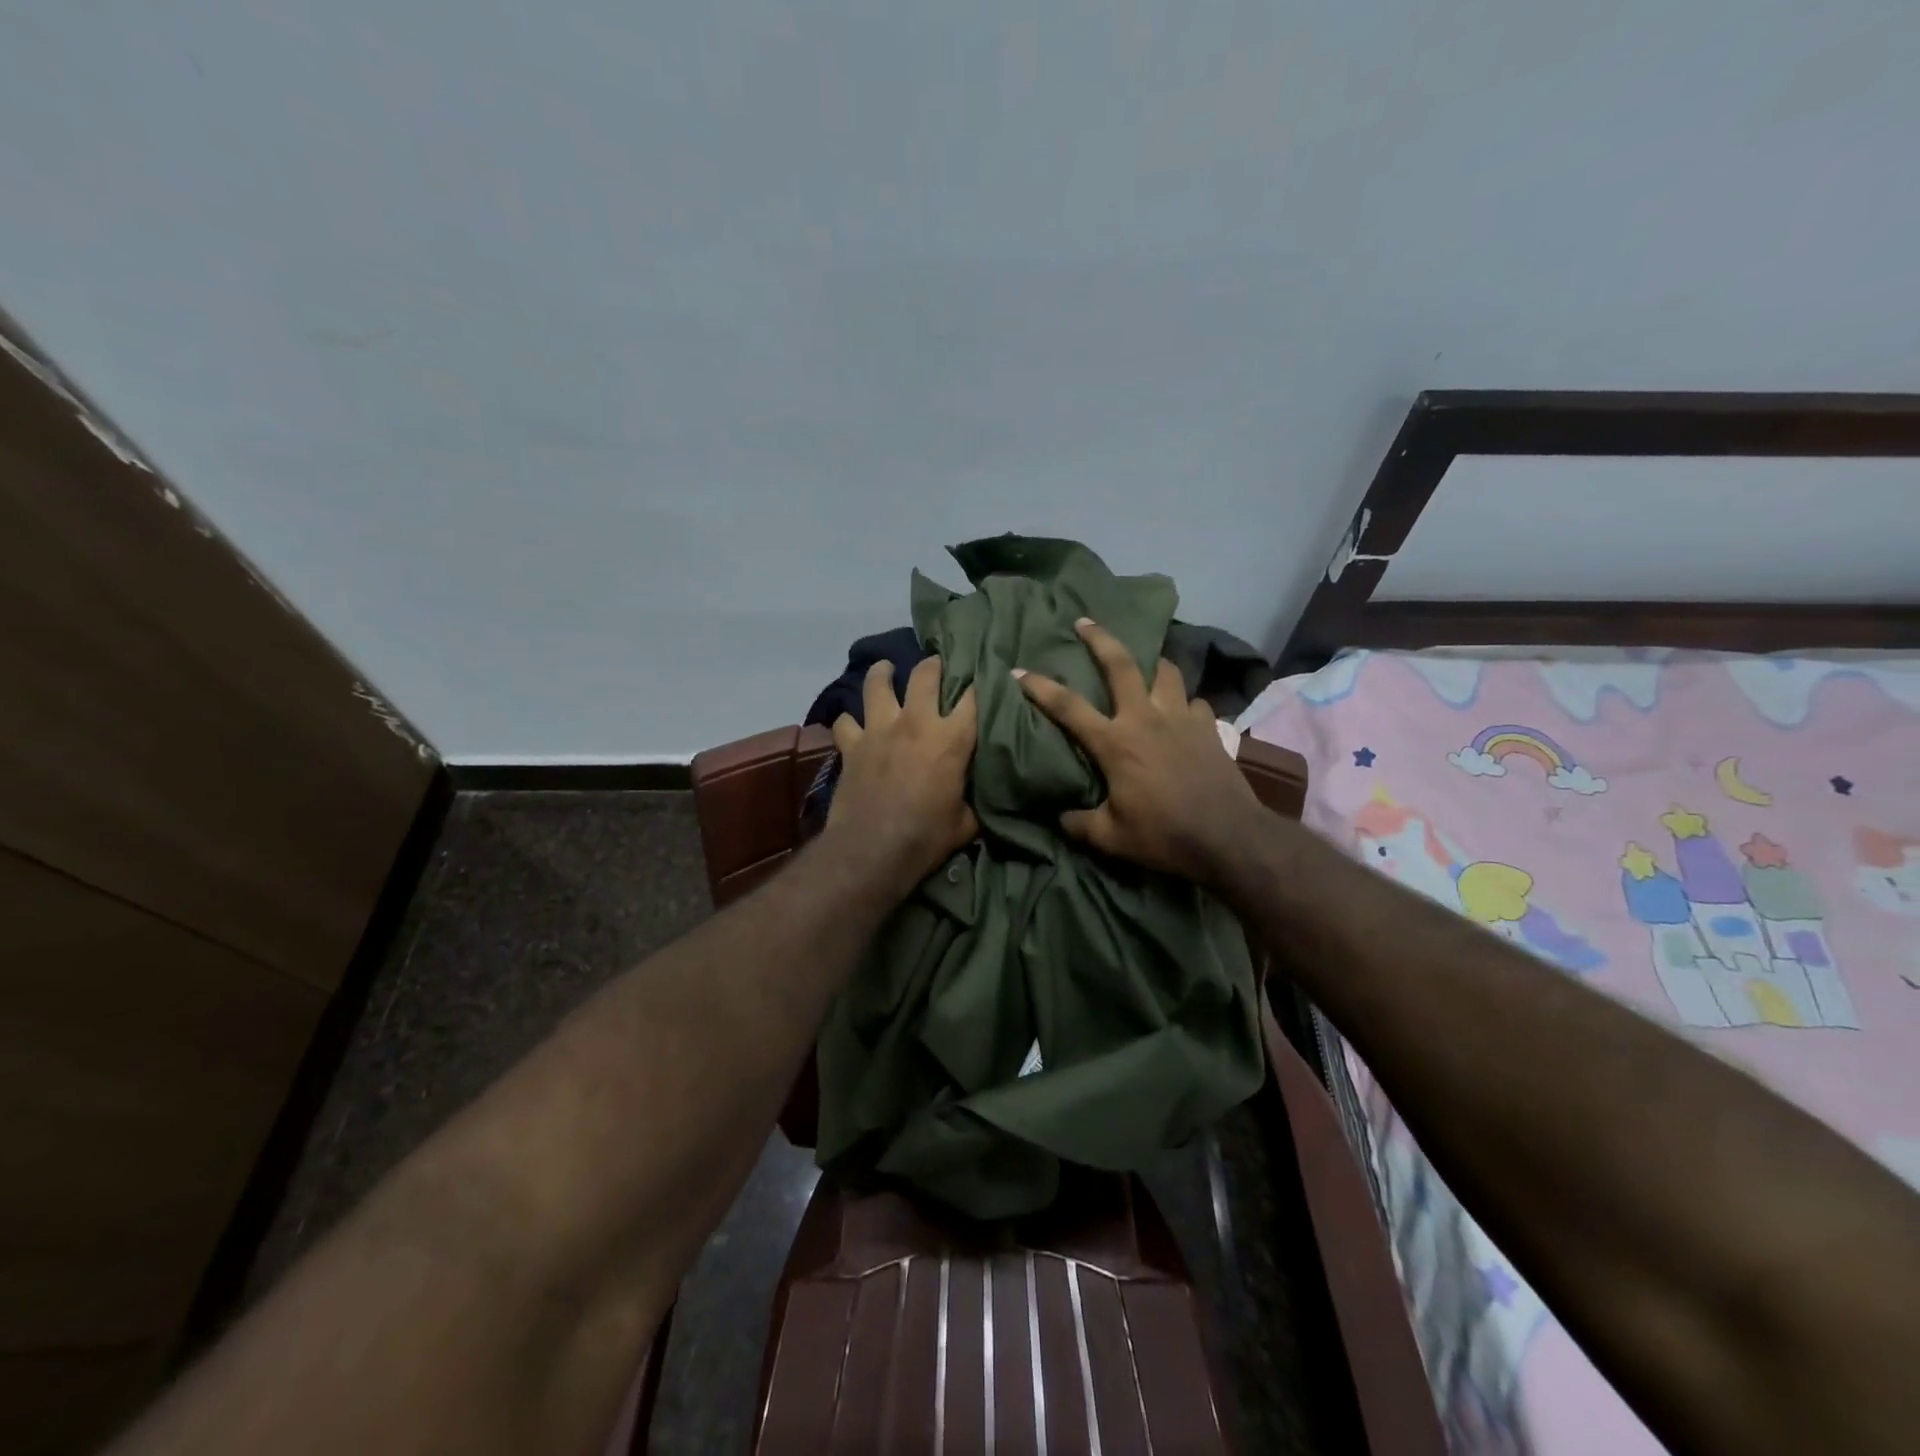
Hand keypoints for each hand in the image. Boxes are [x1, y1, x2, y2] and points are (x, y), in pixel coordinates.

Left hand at [827, 656, 978, 895]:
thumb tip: (983, 794)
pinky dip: (848, 721)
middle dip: (934, 665)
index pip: (974, 697)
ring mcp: (879, 730)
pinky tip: (851, 724)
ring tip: (885, 669)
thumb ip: (975, 798)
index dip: (981, 683)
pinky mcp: (852, 745)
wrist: (873, 850)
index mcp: (952, 739)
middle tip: (937, 664)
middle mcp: (915, 723)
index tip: (985, 678)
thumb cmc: (927, 837)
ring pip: (877, 684)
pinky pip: (845, 722)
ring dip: (882, 673)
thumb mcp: (966, 822)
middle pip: (925, 675)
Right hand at [1015, 618, 1260, 886]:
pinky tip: (1181, 712)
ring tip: (1144, 662)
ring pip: (1165, 672)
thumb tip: (1060, 817)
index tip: (1018, 670)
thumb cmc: (1164, 836)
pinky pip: (1194, 702)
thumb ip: (1080, 824)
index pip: (1069, 707)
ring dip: (1151, 662)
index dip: (1040, 687)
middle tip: (1085, 621)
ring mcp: (1181, 719)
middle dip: (1100, 638)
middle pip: (1121, 665)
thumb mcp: (1111, 839)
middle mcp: (1146, 719)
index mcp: (1115, 743)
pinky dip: (1184, 702)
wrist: (1230, 838)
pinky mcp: (1209, 728)